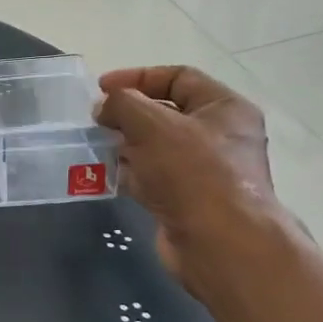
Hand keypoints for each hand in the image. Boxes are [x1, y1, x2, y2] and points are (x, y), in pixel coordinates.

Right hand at [95, 66, 280, 289]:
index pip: (178, 78)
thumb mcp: (152, 123)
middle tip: (97, 120)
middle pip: (166, 113)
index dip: (138, 77)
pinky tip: (109, 175)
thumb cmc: (193, 172)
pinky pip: (154, 177)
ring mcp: (205, 171)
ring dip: (126, 144)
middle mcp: (221, 136)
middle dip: (129, 114)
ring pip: (157, 147)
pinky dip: (131, 173)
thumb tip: (104, 107)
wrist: (220, 244)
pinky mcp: (188, 200)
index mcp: (225, 108)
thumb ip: (123, 103)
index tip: (101, 89)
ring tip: (97, 146)